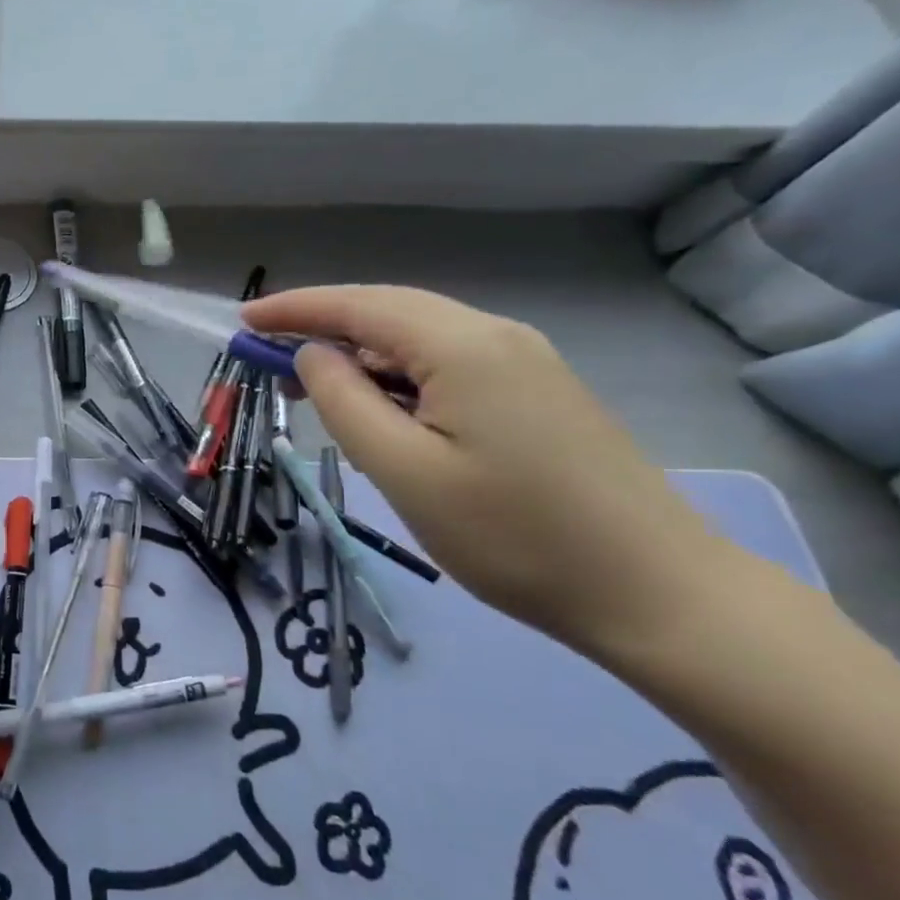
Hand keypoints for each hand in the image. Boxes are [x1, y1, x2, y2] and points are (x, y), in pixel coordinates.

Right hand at [246, 285, 743, 664]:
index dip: (294, 309)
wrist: (657, 594)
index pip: (358, 305)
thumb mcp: (404, 472)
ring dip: (359, 355)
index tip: (242, 321)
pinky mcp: (538, 393)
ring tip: (311, 389)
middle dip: (321, 328)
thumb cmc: (513, 536)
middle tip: (264, 359)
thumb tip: (312, 356)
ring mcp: (525, 363)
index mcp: (463, 346)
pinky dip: (397, 375)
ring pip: (419, 338)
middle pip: (388, 312)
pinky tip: (380, 407)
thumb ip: (344, 402)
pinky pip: (448, 363)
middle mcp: (496, 336)